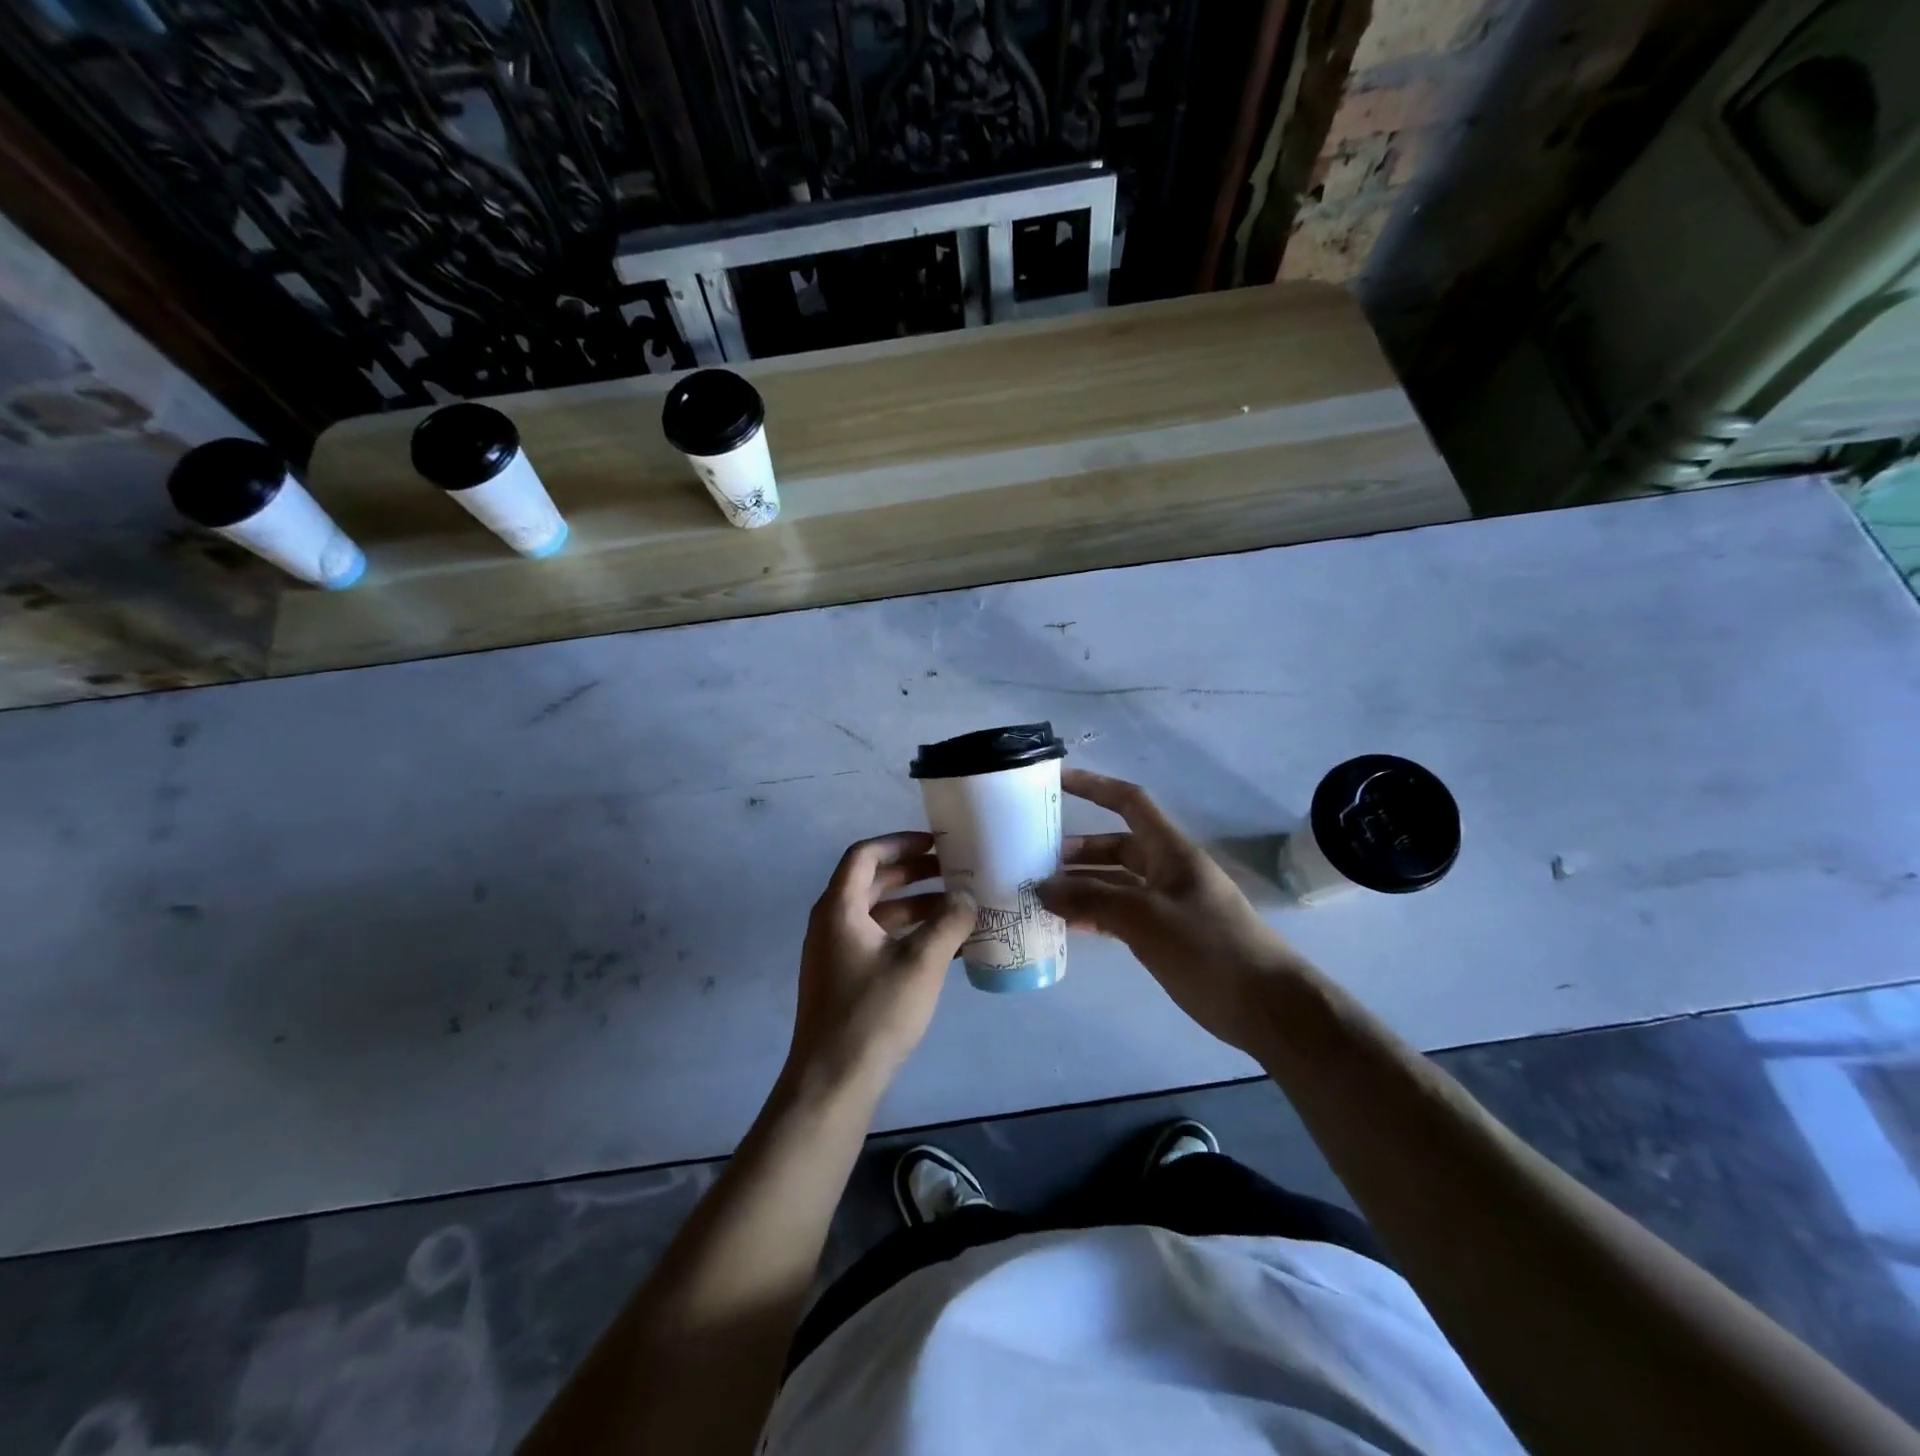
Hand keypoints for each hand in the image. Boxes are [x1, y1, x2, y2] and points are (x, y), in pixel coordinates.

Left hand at [787, 832, 975, 1097]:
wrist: (832, 1082)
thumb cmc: (874, 1013)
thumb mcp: (921, 963)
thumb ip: (949, 923)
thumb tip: (968, 898)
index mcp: (839, 908)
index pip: (865, 855)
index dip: (900, 843)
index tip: (935, 844)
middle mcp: (831, 923)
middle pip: (872, 882)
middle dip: (913, 874)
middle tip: (953, 872)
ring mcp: (835, 953)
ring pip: (878, 914)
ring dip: (915, 907)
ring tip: (957, 909)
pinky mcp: (844, 979)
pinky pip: (878, 941)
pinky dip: (907, 935)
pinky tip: (944, 947)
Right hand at [1038, 769, 1302, 1053]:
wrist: (1268, 1007)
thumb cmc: (1210, 949)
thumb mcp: (1146, 918)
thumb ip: (1092, 899)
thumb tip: (1041, 888)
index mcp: (1171, 850)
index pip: (1129, 802)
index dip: (1094, 786)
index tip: (1056, 781)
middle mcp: (1167, 870)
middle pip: (1116, 846)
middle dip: (1077, 850)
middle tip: (1034, 861)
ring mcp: (1167, 905)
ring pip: (1115, 883)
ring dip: (1082, 886)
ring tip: (1041, 896)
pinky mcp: (1166, 936)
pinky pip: (1121, 915)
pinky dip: (1095, 915)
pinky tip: (1068, 926)